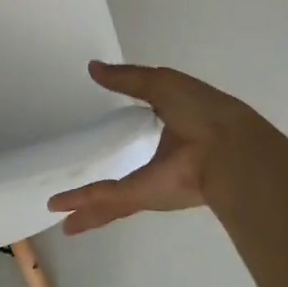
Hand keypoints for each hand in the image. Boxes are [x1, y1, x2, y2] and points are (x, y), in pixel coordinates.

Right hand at [47, 62, 280, 235]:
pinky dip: (81, 202)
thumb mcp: (162, 85)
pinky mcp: (141, 194)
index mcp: (169, 131)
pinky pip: (105, 197)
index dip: (121, 134)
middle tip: (76, 198)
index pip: (139, 133)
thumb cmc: (202, 111)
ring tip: (63, 218)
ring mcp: (149, 184)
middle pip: (122, 181)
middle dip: (101, 193)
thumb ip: (127, 79)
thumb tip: (94, 68)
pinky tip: (59, 207)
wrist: (228, 148)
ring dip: (87, 209)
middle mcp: (159, 164)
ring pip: (110, 200)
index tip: (101, 137)